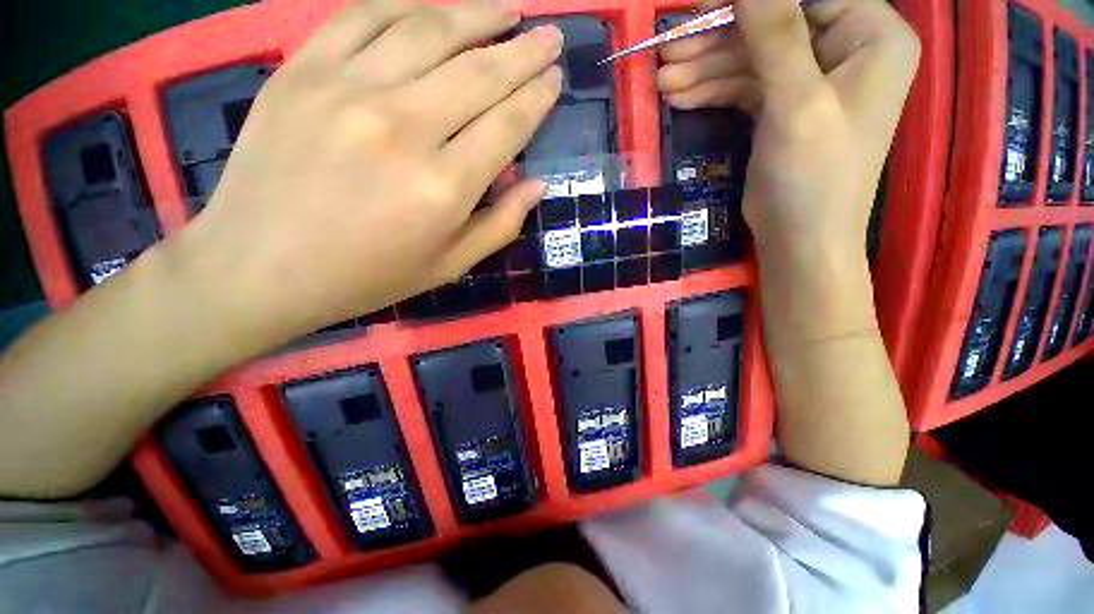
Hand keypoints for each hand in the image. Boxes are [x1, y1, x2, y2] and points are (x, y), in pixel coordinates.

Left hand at [184, 0, 562, 340]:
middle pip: (480, 72)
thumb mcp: (449, 266)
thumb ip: (501, 224)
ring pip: (429, 30)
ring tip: (507, 9)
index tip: (555, 78)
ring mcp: (348, 89)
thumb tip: (537, 184)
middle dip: (524, 51)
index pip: (507, 125)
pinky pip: (365, 16)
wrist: (261, 267)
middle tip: (550, 36)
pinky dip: (407, 5)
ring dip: (478, 14)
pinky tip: (434, 8)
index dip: (538, 97)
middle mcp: (404, 128)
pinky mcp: (302, 69)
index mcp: (444, 187)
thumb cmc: (368, 276)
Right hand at [658, 0, 918, 258]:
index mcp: (871, 35)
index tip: (702, 6)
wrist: (799, 239)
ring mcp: (812, 80)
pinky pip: (746, 86)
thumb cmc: (813, 176)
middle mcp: (846, 49)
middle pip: (774, 26)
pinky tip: (680, 97)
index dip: (753, 0)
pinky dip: (713, 90)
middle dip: (717, 41)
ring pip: (753, 58)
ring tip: (664, 81)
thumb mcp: (796, 103)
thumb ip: (774, 35)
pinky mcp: (784, 107)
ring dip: (706, 69)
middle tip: (668, 52)